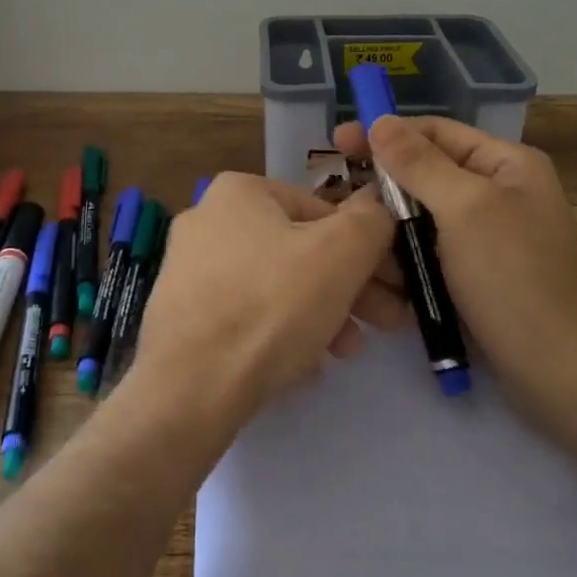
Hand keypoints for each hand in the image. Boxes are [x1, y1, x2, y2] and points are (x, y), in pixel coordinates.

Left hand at [127, 172, 403, 434]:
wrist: (191, 386)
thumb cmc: (271, 306)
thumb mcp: (340, 254)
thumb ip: (370, 222)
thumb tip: (377, 209)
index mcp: (239, 191)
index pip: (323, 211)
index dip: (367, 249)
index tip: (394, 287)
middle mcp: (207, 219)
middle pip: (299, 250)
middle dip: (348, 287)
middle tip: (385, 323)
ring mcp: (189, 268)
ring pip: (276, 285)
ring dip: (321, 313)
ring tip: (345, 351)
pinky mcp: (183, 314)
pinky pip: (246, 314)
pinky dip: (280, 332)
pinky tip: (304, 364)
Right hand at [333, 115, 576, 447]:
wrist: (561, 373)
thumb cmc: (514, 278)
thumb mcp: (465, 209)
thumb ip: (419, 163)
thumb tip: (380, 121)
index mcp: (505, 165)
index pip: (434, 132)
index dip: (385, 134)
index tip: (336, 143)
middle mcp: (495, 194)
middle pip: (422, 176)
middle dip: (380, 191)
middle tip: (336, 205)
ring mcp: (483, 239)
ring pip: (417, 220)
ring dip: (386, 233)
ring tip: (351, 248)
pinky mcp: (471, 277)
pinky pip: (425, 255)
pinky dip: (401, 262)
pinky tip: (375, 278)